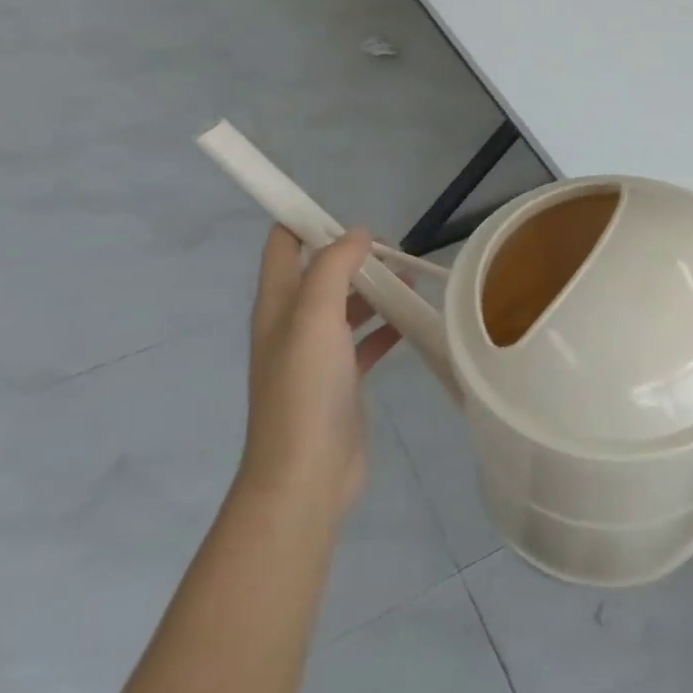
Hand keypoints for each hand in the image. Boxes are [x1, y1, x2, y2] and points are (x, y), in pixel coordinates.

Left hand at [241, 226, 402, 516]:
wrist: (306, 475)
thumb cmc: (305, 390)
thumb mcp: (315, 316)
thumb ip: (333, 267)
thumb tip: (357, 233)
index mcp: (278, 303)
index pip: (284, 244)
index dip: (309, 221)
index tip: (352, 217)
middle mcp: (294, 322)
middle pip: (322, 272)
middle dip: (356, 255)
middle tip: (397, 252)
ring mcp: (318, 353)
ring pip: (348, 305)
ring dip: (376, 288)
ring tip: (414, 278)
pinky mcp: (342, 379)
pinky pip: (366, 340)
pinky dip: (387, 326)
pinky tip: (414, 320)